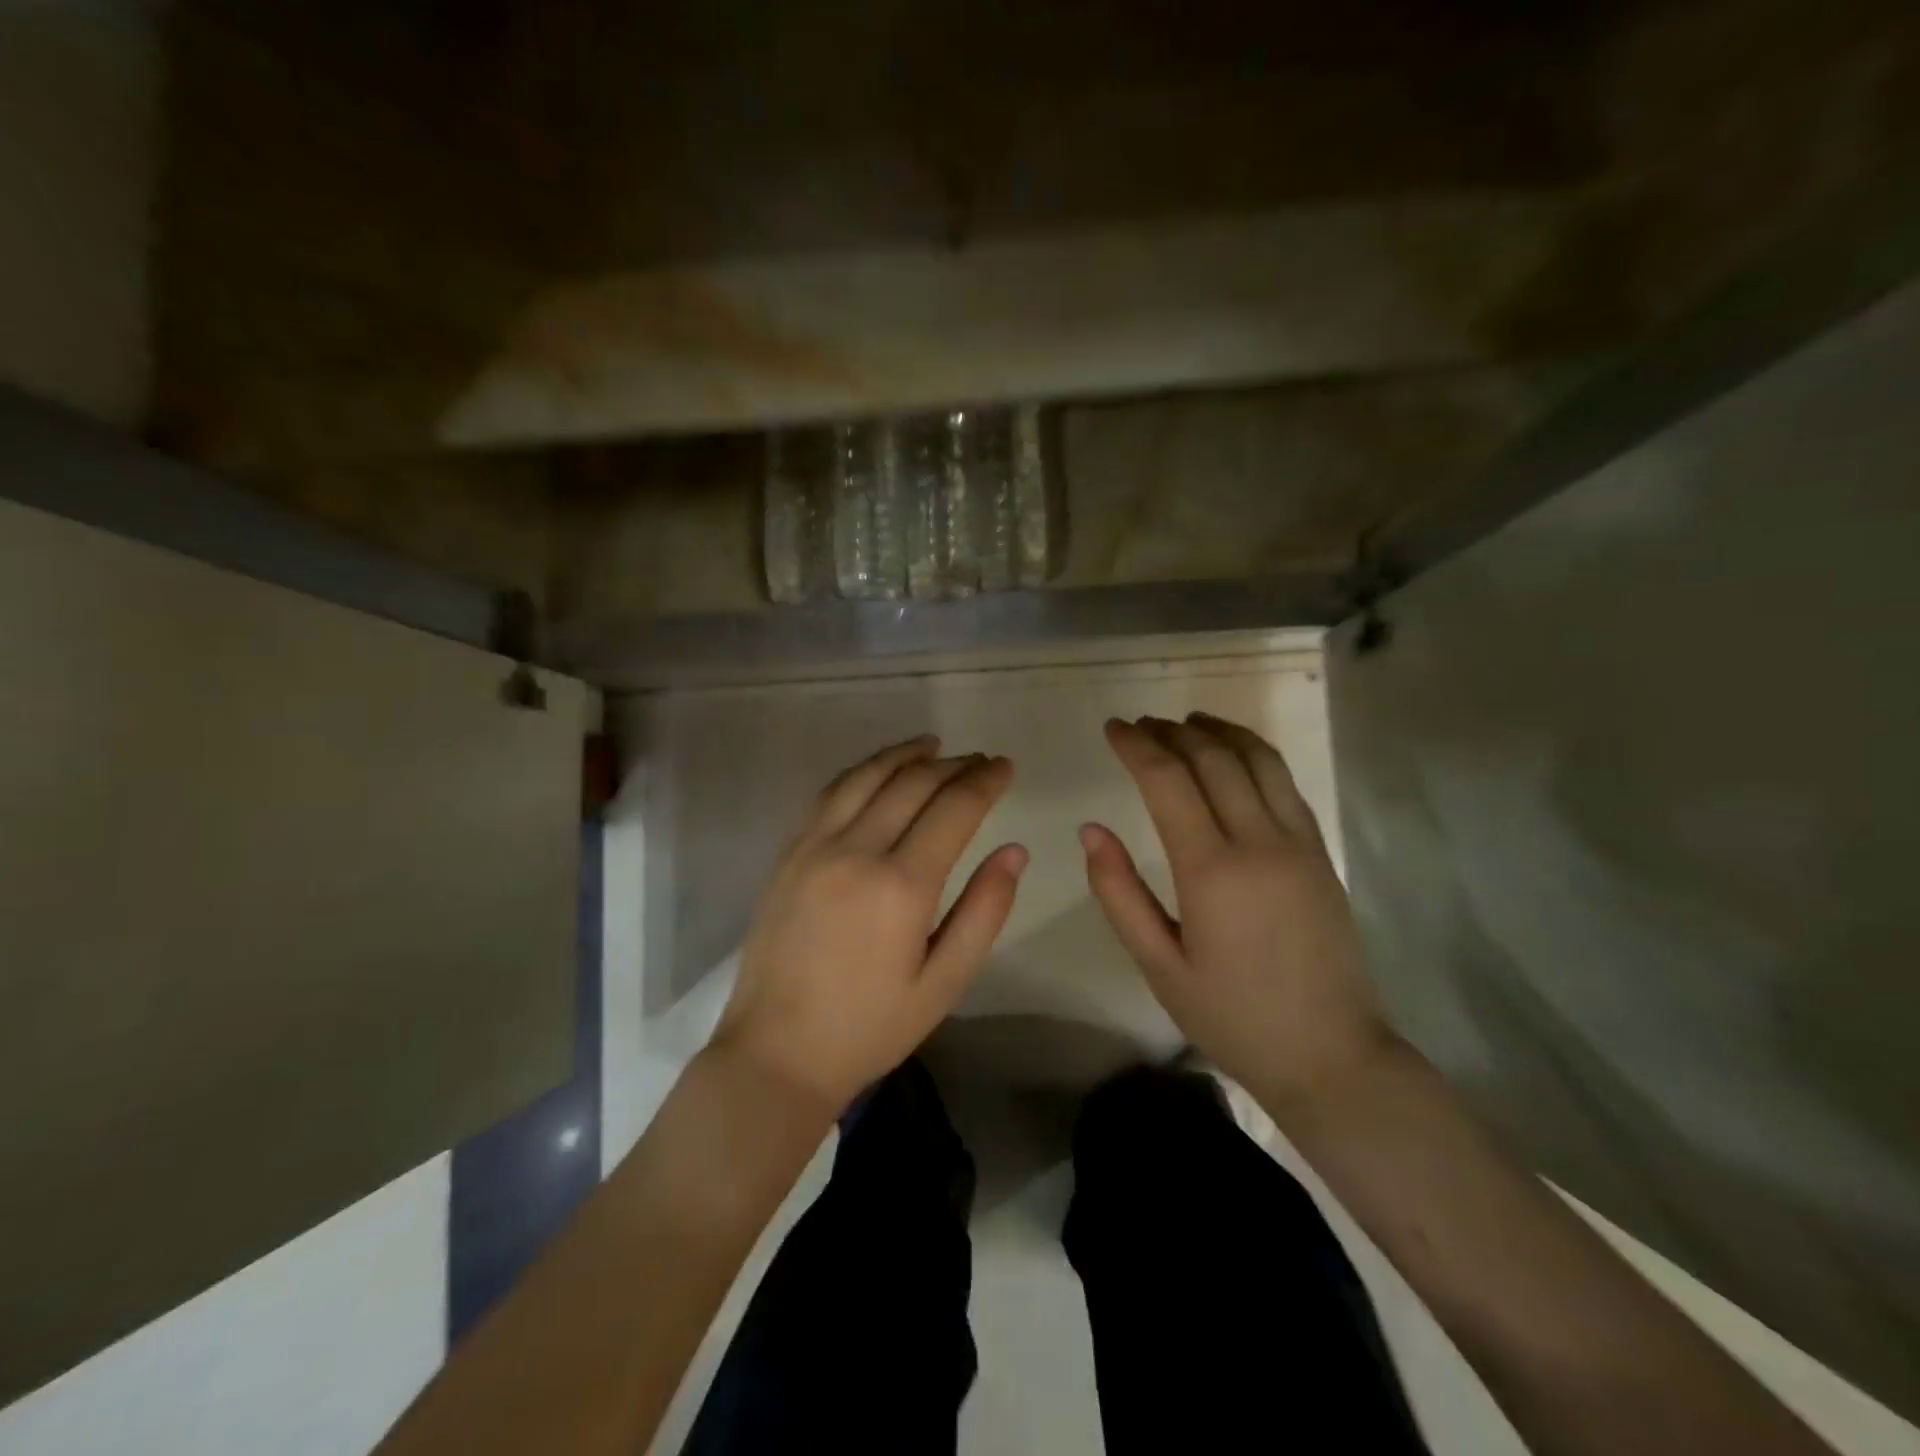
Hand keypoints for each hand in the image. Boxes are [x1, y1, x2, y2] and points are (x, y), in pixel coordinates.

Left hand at [714, 735, 1026, 1116]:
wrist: (777, 1052)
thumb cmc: (870, 1027)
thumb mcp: (944, 983)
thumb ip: (984, 911)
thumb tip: (1015, 850)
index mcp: (902, 886)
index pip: (954, 808)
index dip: (985, 781)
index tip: (1005, 766)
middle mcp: (857, 851)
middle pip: (912, 783)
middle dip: (953, 764)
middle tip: (980, 760)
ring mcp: (815, 846)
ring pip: (867, 776)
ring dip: (905, 754)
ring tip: (933, 745)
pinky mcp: (789, 853)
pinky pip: (830, 793)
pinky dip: (862, 771)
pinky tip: (878, 770)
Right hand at [1082, 713, 1393, 1107]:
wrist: (1331, 1055)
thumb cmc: (1232, 1017)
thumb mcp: (1159, 966)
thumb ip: (1119, 893)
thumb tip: (1090, 831)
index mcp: (1212, 871)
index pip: (1167, 781)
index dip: (1136, 746)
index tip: (1112, 727)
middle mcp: (1259, 842)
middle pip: (1212, 758)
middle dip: (1170, 732)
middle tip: (1139, 725)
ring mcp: (1298, 843)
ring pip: (1257, 759)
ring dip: (1217, 731)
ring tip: (1184, 722)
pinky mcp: (1321, 852)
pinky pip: (1285, 782)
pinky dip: (1254, 753)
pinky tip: (1233, 752)